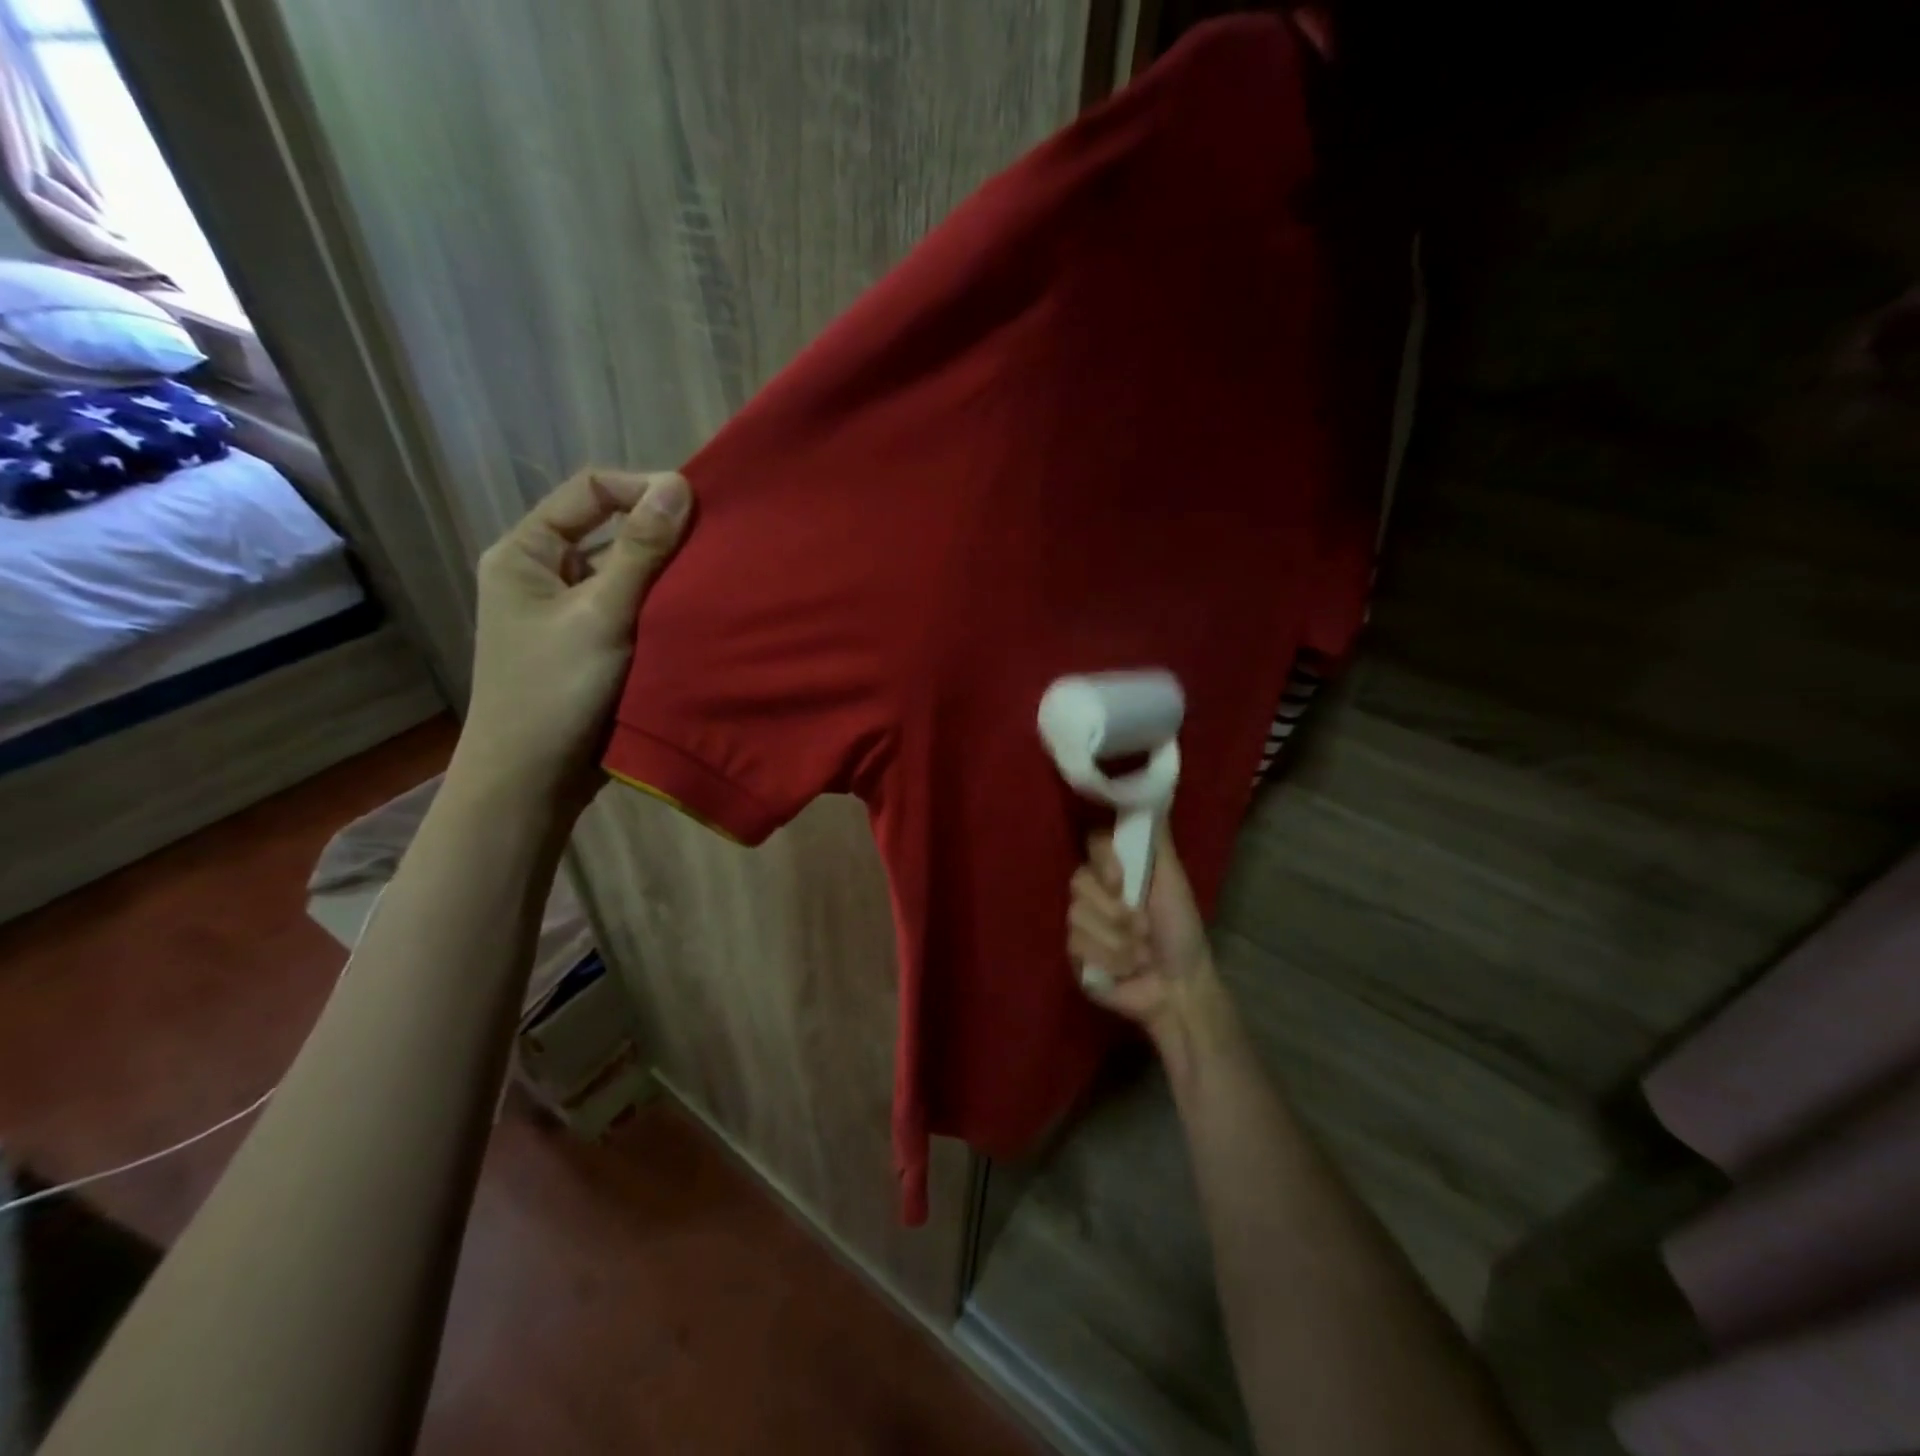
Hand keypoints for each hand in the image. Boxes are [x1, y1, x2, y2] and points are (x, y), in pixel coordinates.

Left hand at [454, 468, 691, 816]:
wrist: (532, 782)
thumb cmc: (556, 691)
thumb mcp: (601, 614)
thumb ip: (641, 551)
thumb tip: (678, 486)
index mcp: (526, 552)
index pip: (590, 492)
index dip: (643, 489)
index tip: (698, 506)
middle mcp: (545, 574)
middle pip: (610, 531)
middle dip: (662, 535)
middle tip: (718, 543)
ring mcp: (569, 614)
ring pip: (627, 575)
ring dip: (667, 576)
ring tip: (718, 578)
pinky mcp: (594, 647)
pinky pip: (634, 612)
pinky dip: (663, 610)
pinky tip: (701, 614)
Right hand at [1068, 827, 1240, 1064]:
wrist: (1179, 988)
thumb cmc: (1181, 931)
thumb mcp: (1174, 880)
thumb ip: (1157, 840)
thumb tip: (1151, 791)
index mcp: (1117, 869)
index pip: (1092, 845)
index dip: (1104, 864)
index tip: (1122, 882)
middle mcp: (1095, 891)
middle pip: (1079, 882)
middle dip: (1117, 912)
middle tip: (1144, 929)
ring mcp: (1081, 923)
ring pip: (1077, 916)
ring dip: (1118, 941)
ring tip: (1140, 955)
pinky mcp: (1073, 954)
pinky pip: (1076, 945)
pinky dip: (1109, 959)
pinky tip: (1125, 970)